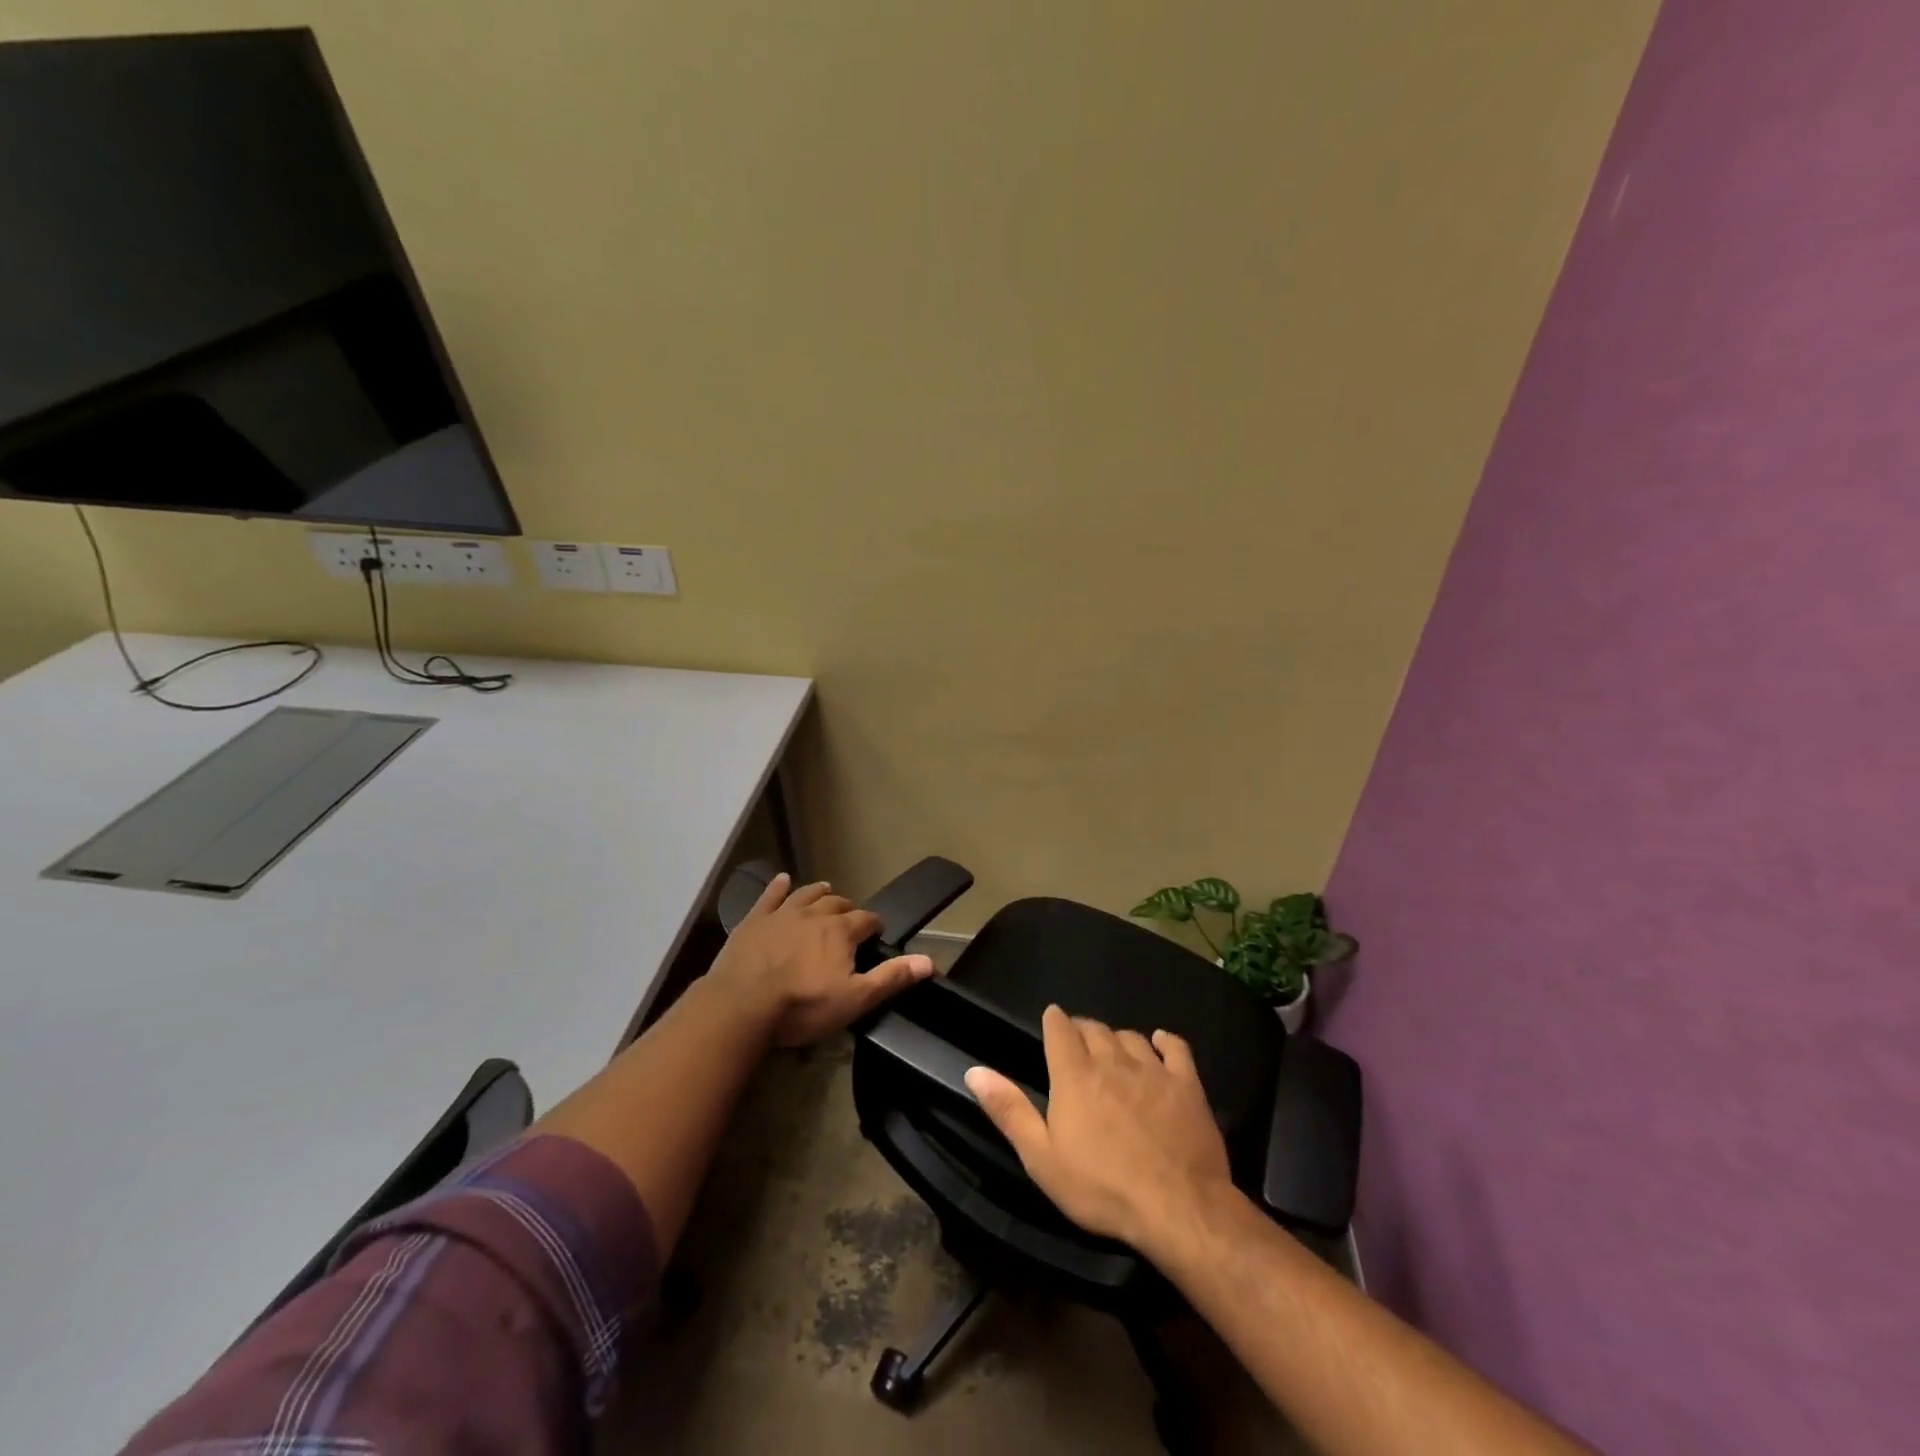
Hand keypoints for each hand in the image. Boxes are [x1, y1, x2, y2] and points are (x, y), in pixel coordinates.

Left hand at [706, 872, 934, 1047]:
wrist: (741, 1005)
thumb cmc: (802, 1006)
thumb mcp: (854, 999)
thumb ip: (891, 977)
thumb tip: (930, 961)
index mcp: (840, 931)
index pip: (866, 919)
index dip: (874, 925)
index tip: (877, 932)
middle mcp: (814, 913)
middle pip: (836, 903)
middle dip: (847, 908)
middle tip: (850, 918)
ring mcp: (782, 913)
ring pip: (806, 894)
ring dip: (819, 892)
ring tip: (827, 890)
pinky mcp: (754, 920)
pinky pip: (770, 896)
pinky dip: (778, 886)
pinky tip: (782, 880)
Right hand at [965, 1006, 1233, 1253]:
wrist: (1178, 1207)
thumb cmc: (1101, 1188)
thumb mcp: (1041, 1158)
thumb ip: (1009, 1110)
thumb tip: (975, 1071)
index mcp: (1074, 1075)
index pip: (1060, 1028)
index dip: (1054, 1021)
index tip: (1052, 1023)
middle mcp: (1112, 1061)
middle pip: (1095, 1028)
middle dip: (1083, 1030)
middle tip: (1078, 1045)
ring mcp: (1153, 1070)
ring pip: (1130, 1037)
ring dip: (1118, 1038)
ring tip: (1113, 1051)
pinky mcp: (1187, 1085)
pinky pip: (1176, 1048)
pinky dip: (1165, 1041)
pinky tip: (1161, 1043)